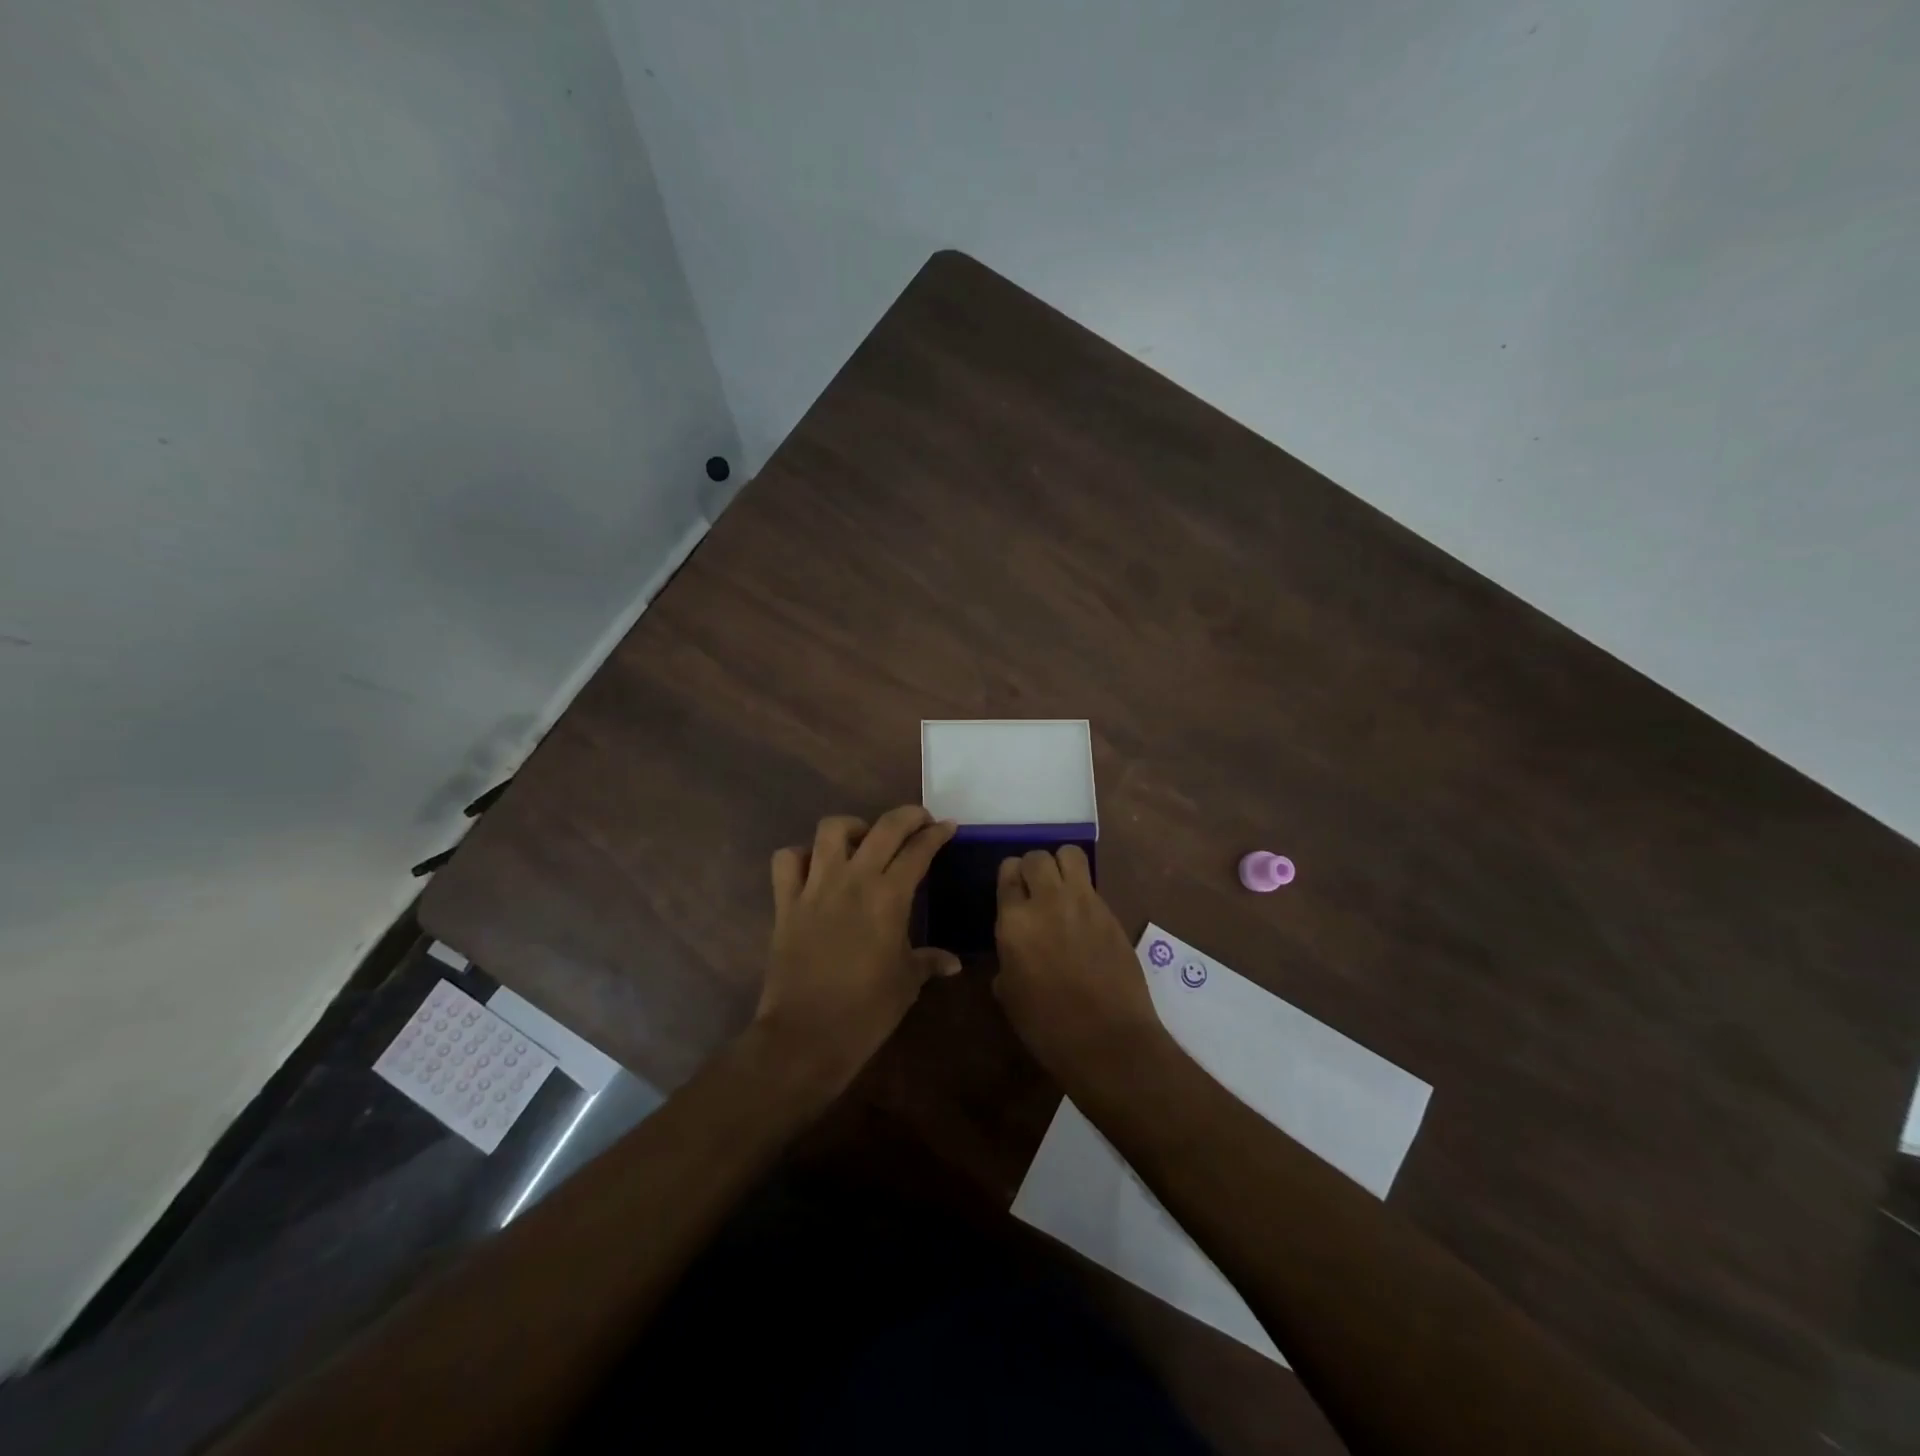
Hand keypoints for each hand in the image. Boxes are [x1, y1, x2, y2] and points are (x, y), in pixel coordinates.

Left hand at [755, 806, 958, 1093]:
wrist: (806, 1036)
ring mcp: (815, 887)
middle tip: (920, 821)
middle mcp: (853, 880)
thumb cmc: (866, 1011)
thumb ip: (929, 962)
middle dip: (907, 816)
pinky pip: (787, 860)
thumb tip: (953, 962)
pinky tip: (815, 868)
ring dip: (852, 827)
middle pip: (883, 827)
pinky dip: (801, 856)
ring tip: (863, 840)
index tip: (947, 827)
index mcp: (889, 897)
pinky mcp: (785, 902)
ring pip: (831, 830)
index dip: (936, 834)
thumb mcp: (907, 983)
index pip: (918, 850)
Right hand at [992, 846, 1171, 1085]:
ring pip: (1070, 854)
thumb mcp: (1010, 994)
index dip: (1010, 879)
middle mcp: (1047, 902)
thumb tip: (1014, 950)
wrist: (1108, 1040)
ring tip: (1061, 888)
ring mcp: (1083, 903)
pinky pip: (1092, 883)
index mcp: (1014, 922)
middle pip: (1037, 857)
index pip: (1007, 872)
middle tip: (1035, 890)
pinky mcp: (1110, 912)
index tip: (1013, 893)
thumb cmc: (1048, 1027)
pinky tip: (1082, 915)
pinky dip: (1083, 890)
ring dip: (1061, 865)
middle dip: (1033, 868)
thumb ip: (1007, 957)